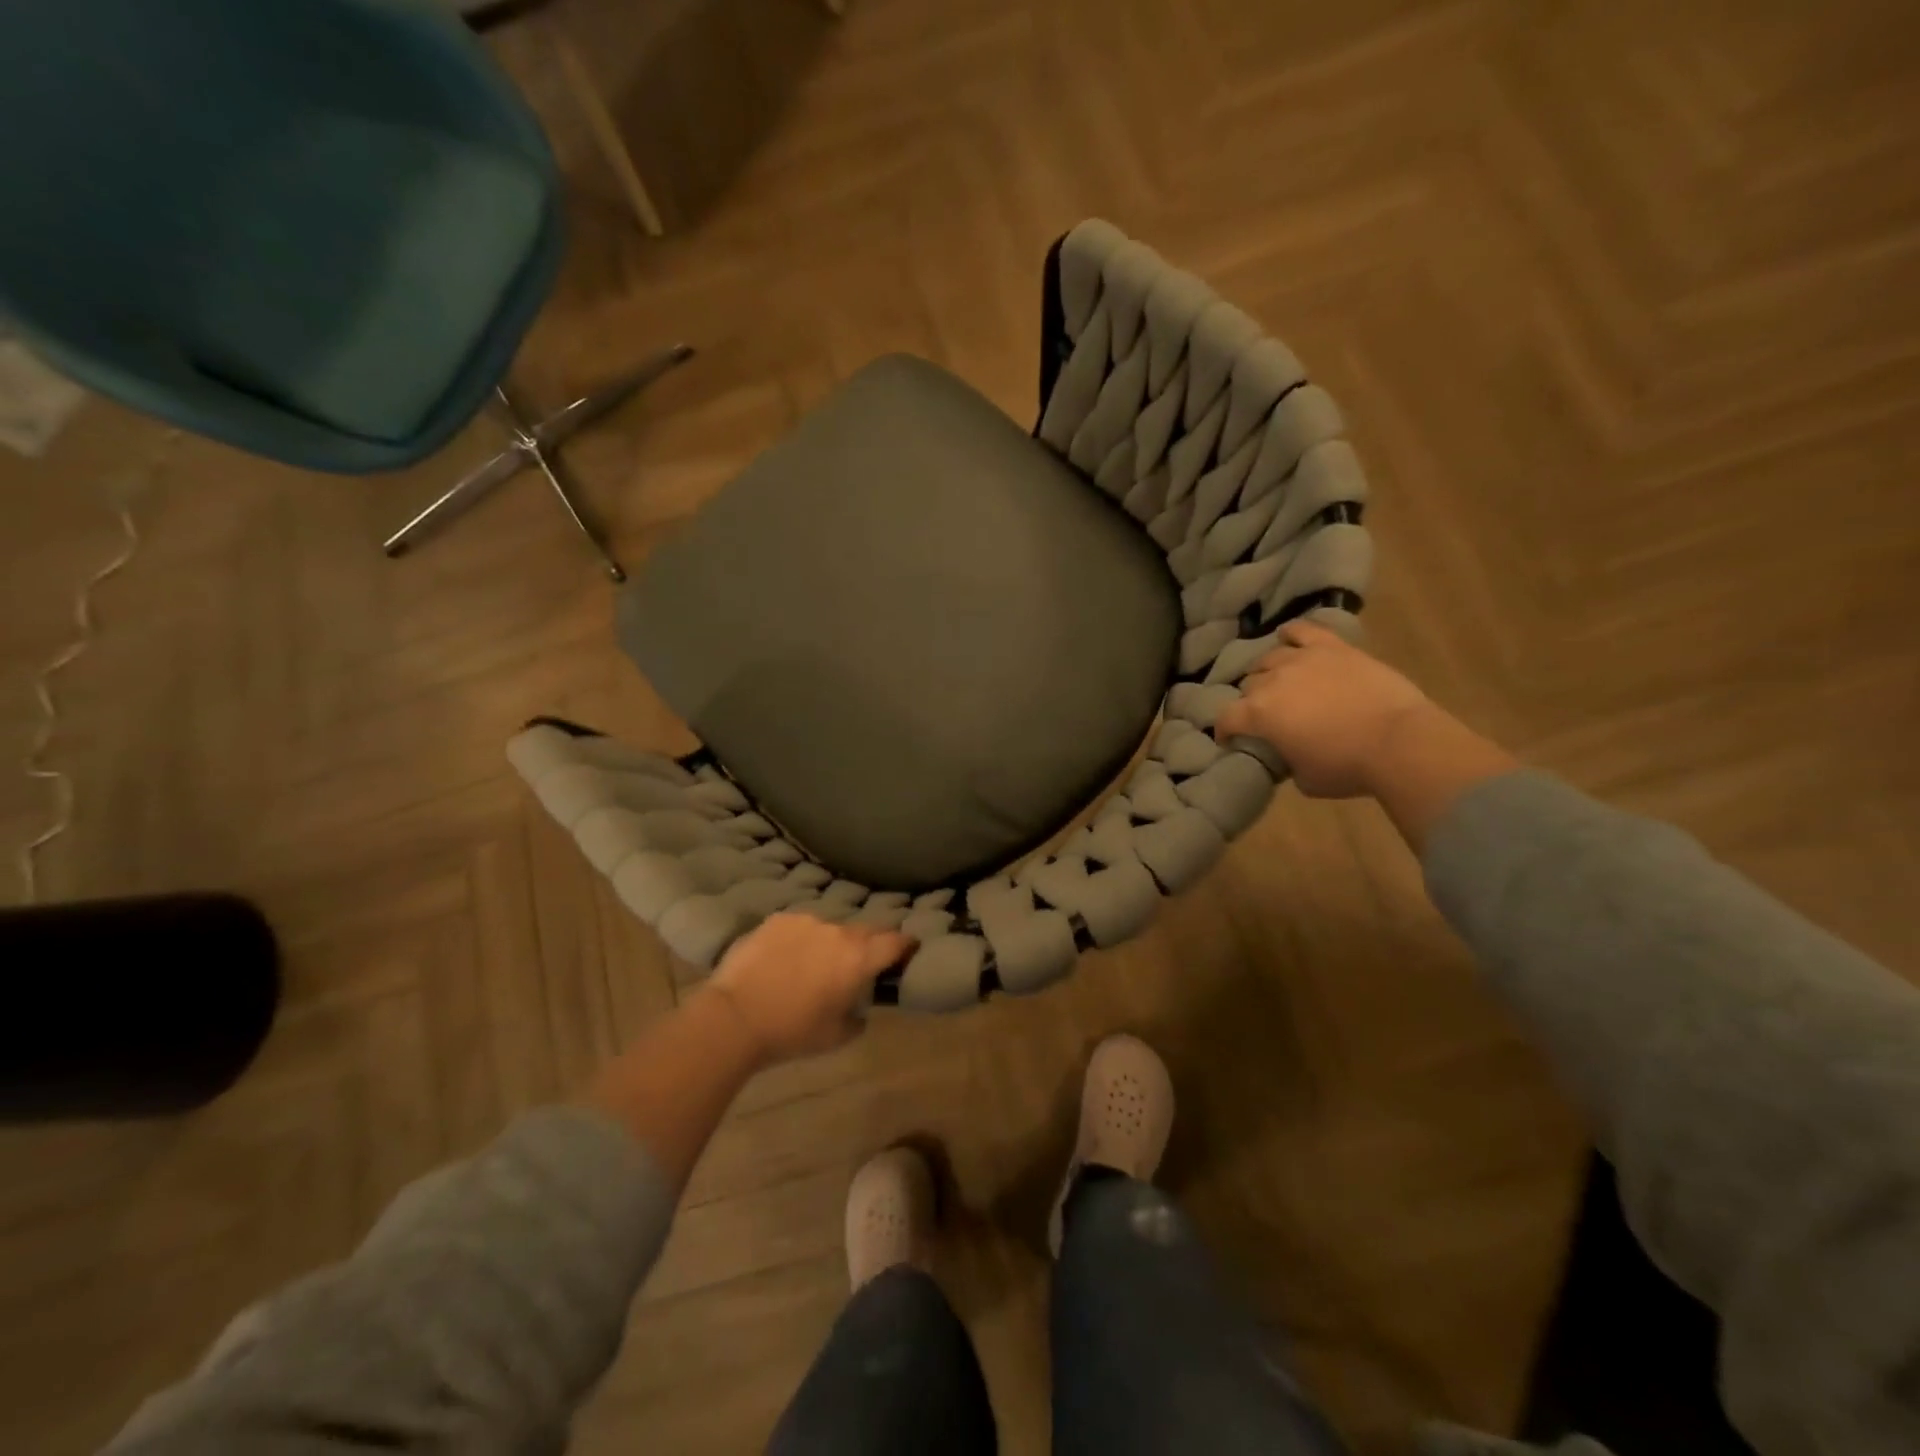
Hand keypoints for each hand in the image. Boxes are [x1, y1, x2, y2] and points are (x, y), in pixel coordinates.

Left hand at [705, 914, 914, 1063]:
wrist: (734, 1016)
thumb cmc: (792, 1032)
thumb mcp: (836, 1037)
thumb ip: (858, 1018)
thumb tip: (859, 1008)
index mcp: (859, 957)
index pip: (897, 941)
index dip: (906, 946)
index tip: (907, 953)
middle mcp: (838, 931)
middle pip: (866, 931)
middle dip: (868, 945)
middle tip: (858, 966)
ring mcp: (806, 921)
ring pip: (829, 928)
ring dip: (829, 943)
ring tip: (812, 965)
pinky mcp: (777, 919)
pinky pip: (799, 927)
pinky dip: (799, 940)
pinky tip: (783, 960)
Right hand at [1215, 621, 1437, 798]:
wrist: (1399, 742)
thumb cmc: (1347, 767)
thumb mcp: (1304, 779)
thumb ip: (1286, 761)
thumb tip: (1286, 753)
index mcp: (1259, 715)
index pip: (1226, 718)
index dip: (1224, 731)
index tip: (1231, 741)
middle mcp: (1272, 681)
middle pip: (1248, 686)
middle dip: (1250, 702)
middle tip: (1265, 715)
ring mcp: (1302, 659)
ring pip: (1269, 658)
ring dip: (1268, 672)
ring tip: (1278, 681)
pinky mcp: (1332, 648)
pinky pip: (1303, 630)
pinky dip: (1291, 634)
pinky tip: (1288, 638)